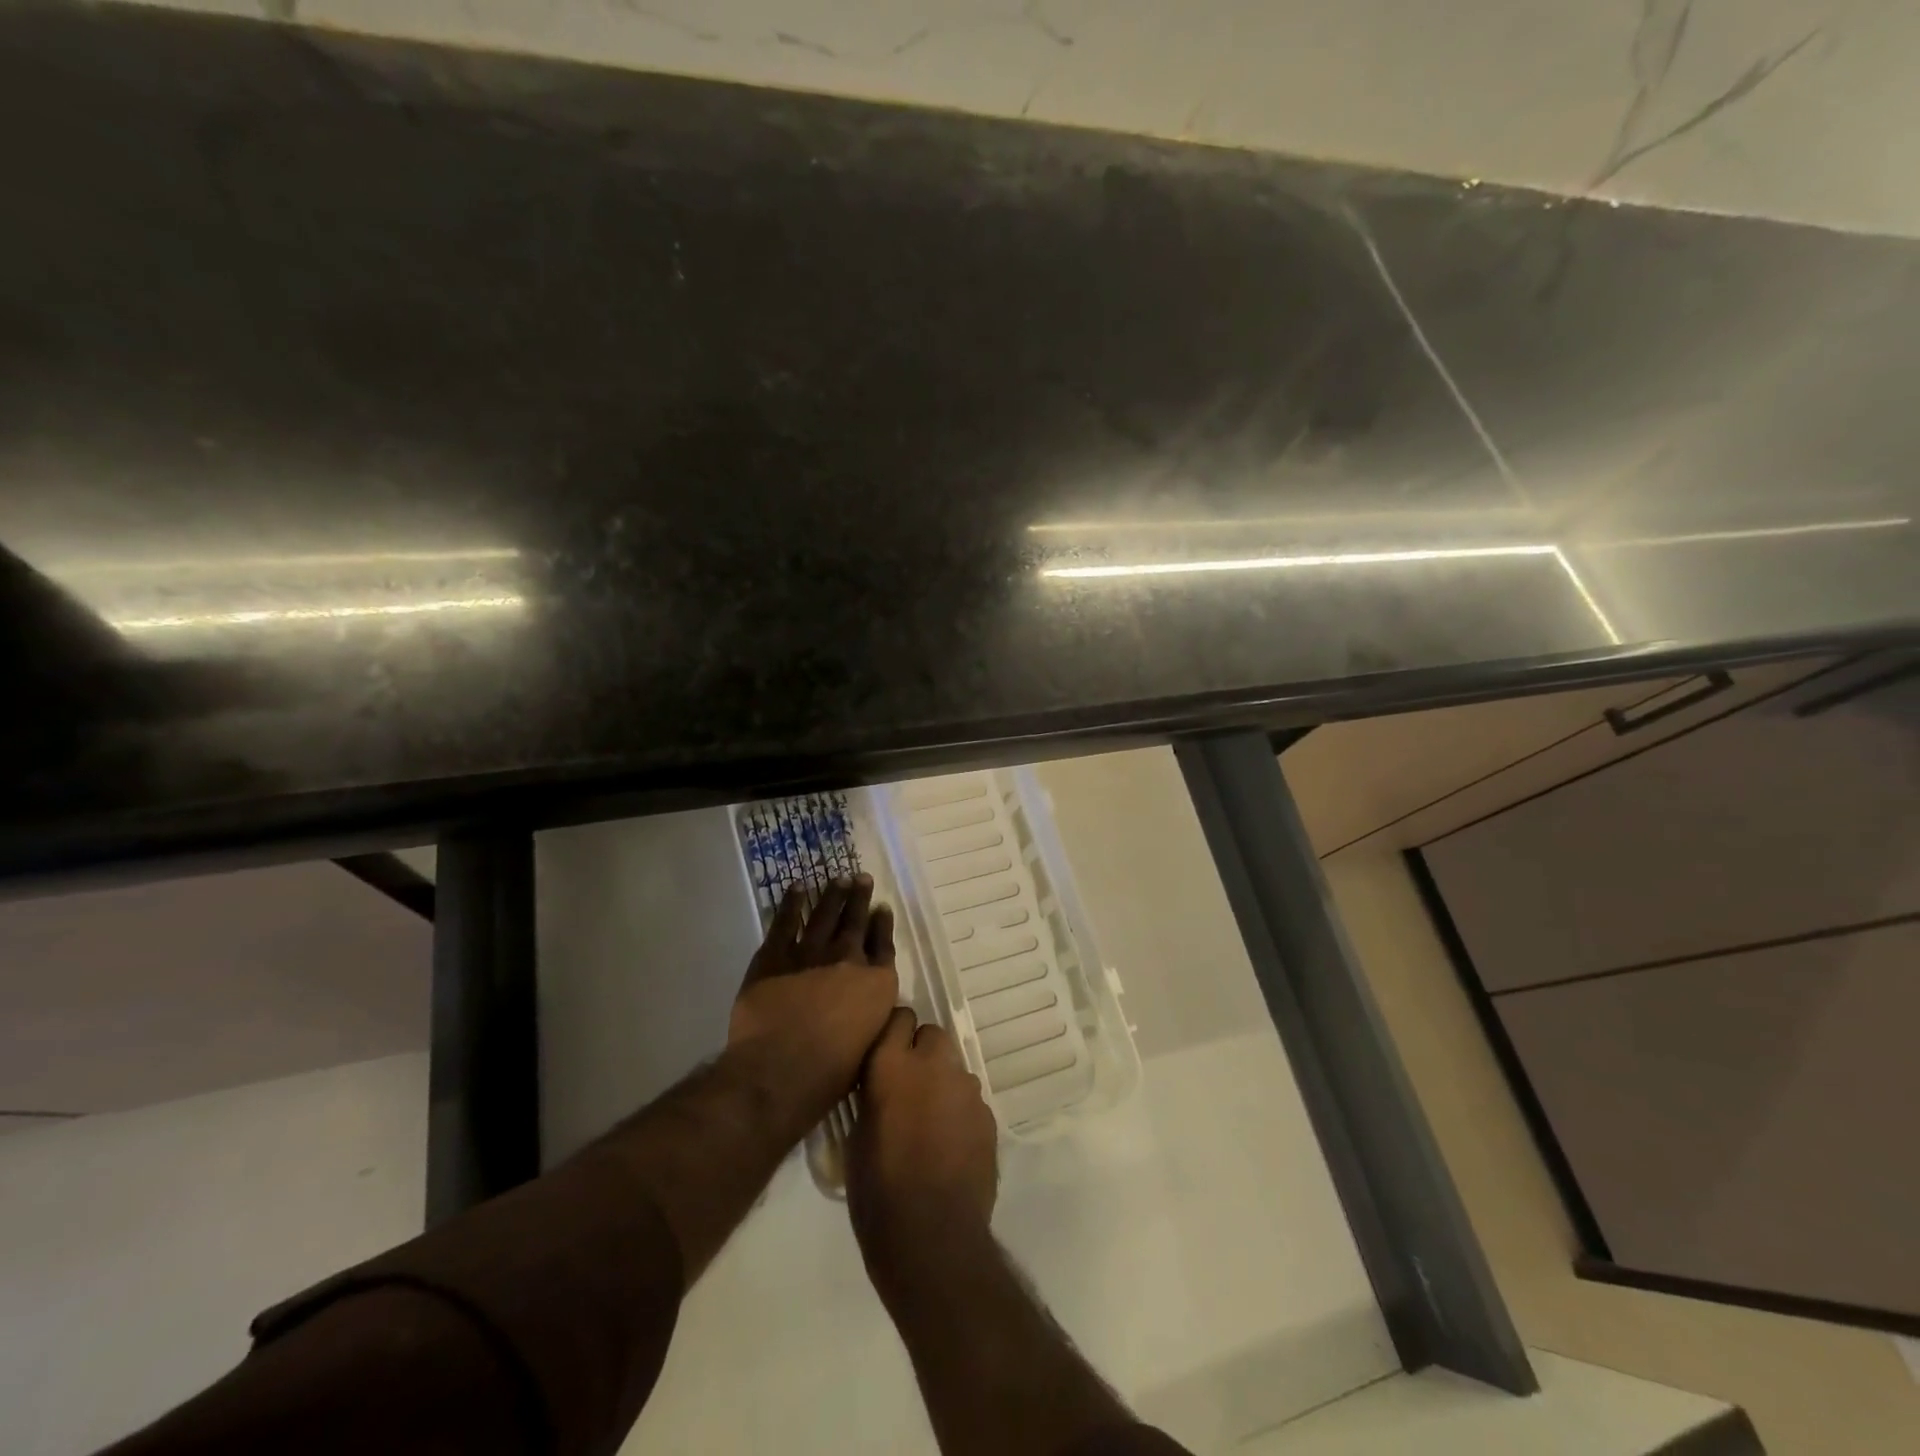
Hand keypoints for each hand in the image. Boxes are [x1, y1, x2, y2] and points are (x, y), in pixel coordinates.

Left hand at [728, 877, 898, 1139]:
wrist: (781, 1070)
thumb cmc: (831, 1073)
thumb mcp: (870, 1044)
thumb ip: (873, 1015)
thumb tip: (871, 1003)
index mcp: (876, 984)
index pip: (883, 945)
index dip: (883, 925)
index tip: (882, 908)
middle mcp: (848, 959)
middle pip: (856, 922)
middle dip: (860, 898)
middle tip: (861, 878)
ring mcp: (810, 953)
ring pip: (824, 915)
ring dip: (833, 895)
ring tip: (838, 878)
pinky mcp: (775, 956)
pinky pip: (785, 922)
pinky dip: (792, 903)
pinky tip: (797, 888)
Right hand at [848, 1009, 998, 1270]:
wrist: (933, 1238)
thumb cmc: (878, 1191)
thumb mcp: (856, 1137)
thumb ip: (873, 1095)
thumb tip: (882, 1086)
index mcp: (893, 1064)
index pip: (899, 1017)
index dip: (894, 1033)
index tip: (887, 1053)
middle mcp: (934, 1064)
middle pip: (932, 1034)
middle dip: (922, 1052)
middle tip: (908, 1087)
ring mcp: (966, 1089)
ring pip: (954, 1067)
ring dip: (942, 1083)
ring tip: (929, 1122)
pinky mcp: (988, 1115)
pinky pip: (970, 1100)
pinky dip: (959, 1112)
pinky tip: (949, 1145)